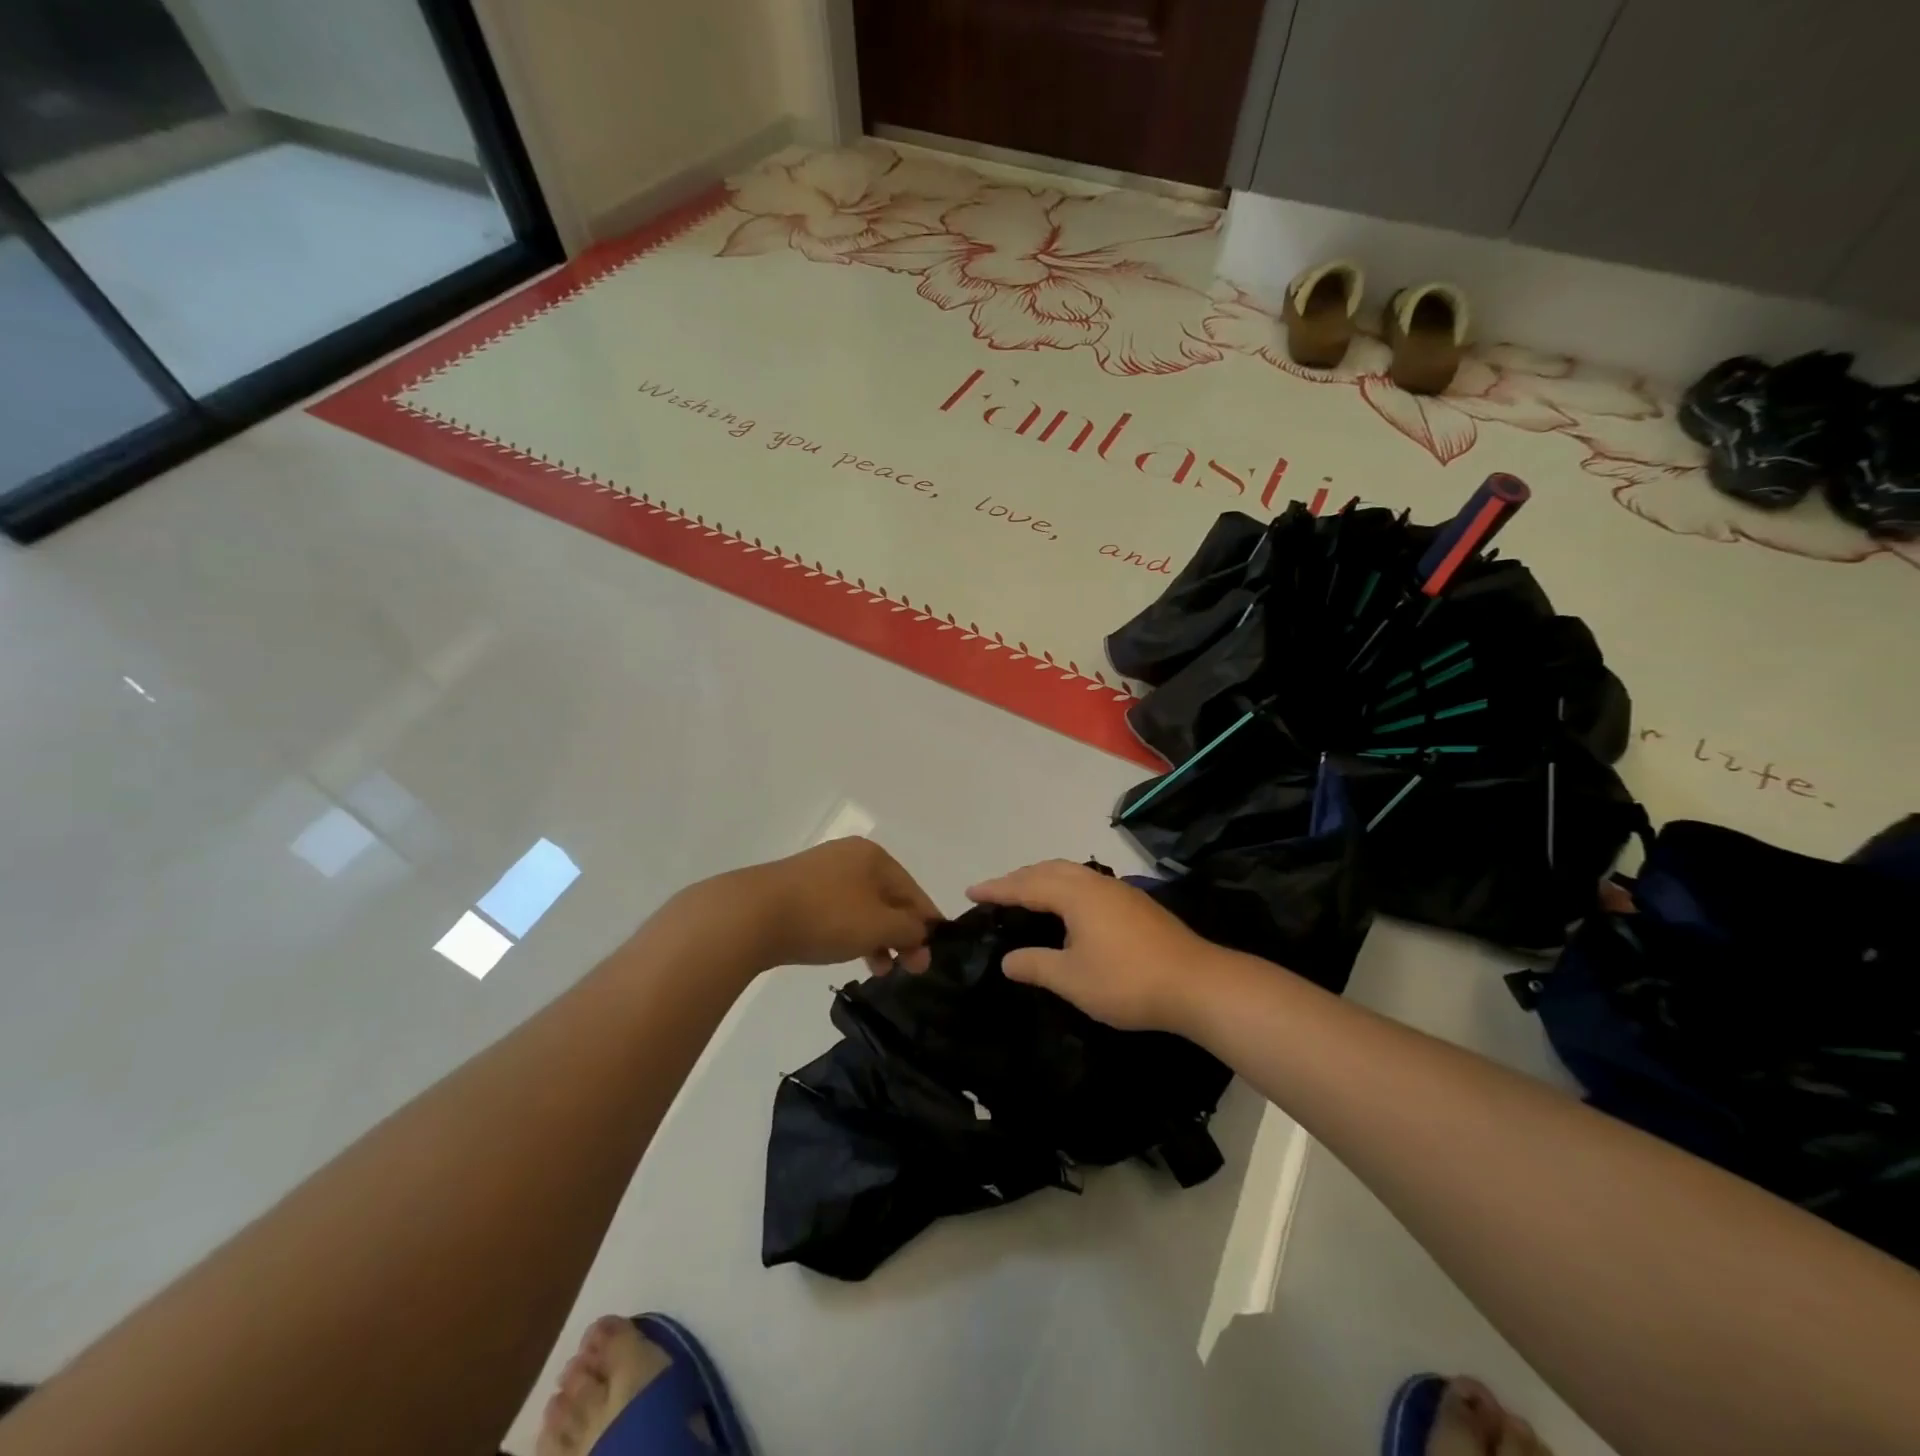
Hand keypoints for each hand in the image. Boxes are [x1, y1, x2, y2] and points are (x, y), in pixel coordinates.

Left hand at [727, 837, 938, 973]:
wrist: (752, 915)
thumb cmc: (826, 916)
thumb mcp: (878, 925)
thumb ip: (909, 929)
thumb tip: (923, 932)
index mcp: (875, 856)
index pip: (914, 891)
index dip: (927, 924)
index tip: (933, 956)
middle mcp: (850, 856)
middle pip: (888, 898)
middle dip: (901, 934)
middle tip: (909, 968)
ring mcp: (821, 871)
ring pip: (862, 907)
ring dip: (877, 937)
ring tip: (880, 969)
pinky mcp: (798, 889)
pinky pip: (838, 910)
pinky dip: (851, 932)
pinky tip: (850, 953)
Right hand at [966, 860, 1226, 1032]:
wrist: (1197, 984)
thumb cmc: (1127, 981)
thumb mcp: (1072, 979)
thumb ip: (1035, 965)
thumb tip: (1007, 959)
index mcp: (1075, 894)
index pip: (1025, 885)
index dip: (996, 889)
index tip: (970, 891)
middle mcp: (1095, 883)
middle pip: (1049, 870)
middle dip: (1019, 878)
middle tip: (995, 892)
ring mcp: (1119, 892)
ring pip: (1071, 873)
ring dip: (1043, 879)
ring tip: (1026, 895)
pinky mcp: (1136, 905)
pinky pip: (1087, 884)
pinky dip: (1065, 887)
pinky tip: (1069, 909)